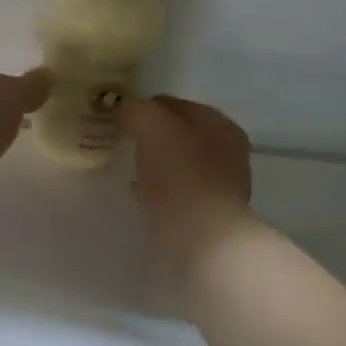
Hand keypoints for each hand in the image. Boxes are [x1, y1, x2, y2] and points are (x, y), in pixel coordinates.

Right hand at [122, 95, 256, 267]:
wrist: (201, 241)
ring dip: (155, 163)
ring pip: (178, 164)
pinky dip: (158, 190)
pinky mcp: (206, 215)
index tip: (119, 118)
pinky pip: (176, 193)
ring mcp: (219, 186)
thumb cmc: (180, 176)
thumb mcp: (154, 127)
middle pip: (179, 134)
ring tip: (129, 167)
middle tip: (123, 142)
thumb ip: (137, 110)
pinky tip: (139, 194)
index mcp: (220, 125)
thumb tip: (125, 109)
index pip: (175, 104)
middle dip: (152, 136)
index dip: (145, 106)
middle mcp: (226, 152)